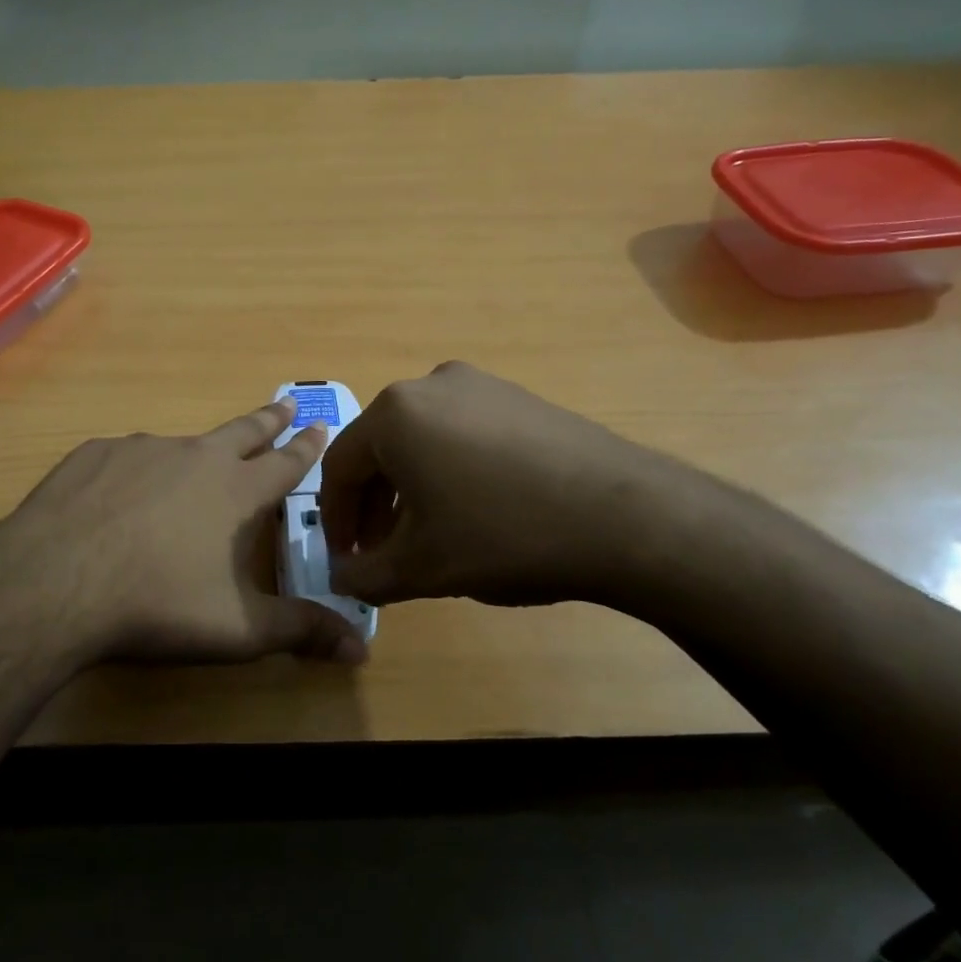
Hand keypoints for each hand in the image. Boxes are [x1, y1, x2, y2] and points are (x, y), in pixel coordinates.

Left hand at [0, 398, 367, 665]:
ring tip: (192, 467)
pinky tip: (120, 494)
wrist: (56, 584)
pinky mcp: (94, 455)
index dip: (307, 447)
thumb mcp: (240, 628)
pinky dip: (136, 470)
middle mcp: (196, 457)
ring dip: (196, 451)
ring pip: (181, 445)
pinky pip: (126, 457)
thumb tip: (362, 648)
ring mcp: (142, 449)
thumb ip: (301, 631)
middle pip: (243, 431)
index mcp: (237, 491)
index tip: (320, 425)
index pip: (286, 462)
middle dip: (269, 418)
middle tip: (285, 402)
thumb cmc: (160, 605)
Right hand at [319, 361, 701, 608]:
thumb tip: (341, 577)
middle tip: (380, 552)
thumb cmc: (502, 536)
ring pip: (421, 441)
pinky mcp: (519, 398)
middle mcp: (430, 384)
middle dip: (373, 506)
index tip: (344, 560)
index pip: (339, 467)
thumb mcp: (420, 568)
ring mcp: (481, 386)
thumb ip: (364, 576)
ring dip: (410, 490)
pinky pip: (461, 434)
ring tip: (426, 535)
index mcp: (394, 413)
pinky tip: (472, 510)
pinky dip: (448, 471)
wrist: (625, 516)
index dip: (335, 519)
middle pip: (380, 450)